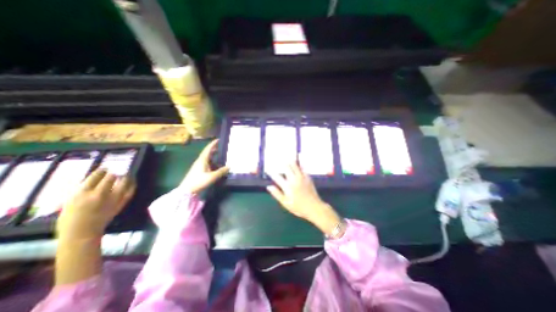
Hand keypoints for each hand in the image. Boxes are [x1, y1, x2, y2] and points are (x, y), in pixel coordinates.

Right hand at [56, 171, 135, 240]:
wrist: (82, 232)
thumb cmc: (71, 217)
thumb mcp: (70, 201)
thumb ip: (84, 189)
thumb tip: (97, 177)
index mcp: (82, 193)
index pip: (95, 176)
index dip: (102, 170)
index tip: (105, 167)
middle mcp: (99, 194)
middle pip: (111, 178)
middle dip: (115, 172)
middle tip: (118, 169)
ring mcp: (113, 199)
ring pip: (123, 183)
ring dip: (125, 176)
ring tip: (126, 173)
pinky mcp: (121, 203)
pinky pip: (131, 191)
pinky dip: (132, 184)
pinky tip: (132, 181)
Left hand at [181, 137, 227, 192]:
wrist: (187, 190)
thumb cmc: (199, 181)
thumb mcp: (212, 176)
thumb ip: (221, 171)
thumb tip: (229, 166)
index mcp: (202, 160)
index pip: (208, 149)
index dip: (213, 144)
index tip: (218, 139)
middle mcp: (200, 161)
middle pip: (207, 153)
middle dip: (214, 149)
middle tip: (221, 147)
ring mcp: (198, 166)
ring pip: (207, 158)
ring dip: (213, 156)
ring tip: (220, 155)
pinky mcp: (198, 171)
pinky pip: (207, 163)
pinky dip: (212, 162)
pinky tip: (216, 166)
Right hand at [268, 164, 340, 234]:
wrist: (314, 207)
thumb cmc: (298, 207)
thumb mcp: (285, 203)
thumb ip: (277, 194)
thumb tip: (269, 187)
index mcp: (287, 186)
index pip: (277, 177)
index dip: (271, 172)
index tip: (267, 169)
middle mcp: (293, 179)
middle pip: (286, 168)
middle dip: (281, 163)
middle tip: (278, 159)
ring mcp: (301, 177)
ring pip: (295, 166)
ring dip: (290, 161)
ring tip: (287, 157)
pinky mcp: (308, 177)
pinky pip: (303, 168)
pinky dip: (300, 163)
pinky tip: (299, 160)